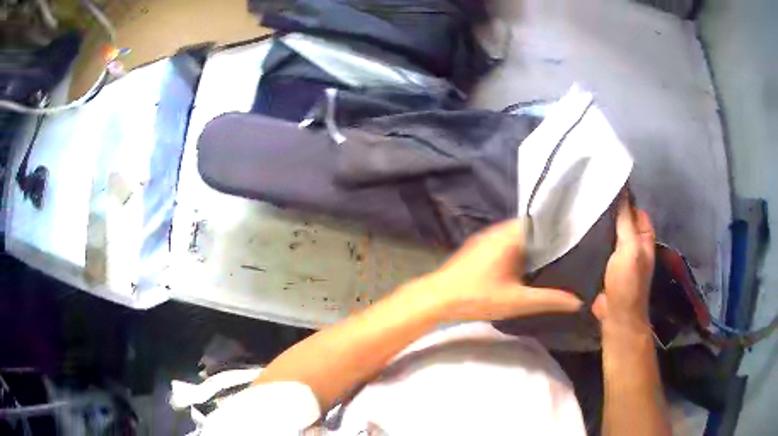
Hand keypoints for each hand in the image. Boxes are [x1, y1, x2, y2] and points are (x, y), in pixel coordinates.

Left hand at [416, 219, 582, 321]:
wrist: (437, 298)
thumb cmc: (477, 297)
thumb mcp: (516, 301)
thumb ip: (549, 300)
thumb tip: (577, 301)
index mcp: (510, 235)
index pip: (542, 221)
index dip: (560, 228)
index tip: (576, 237)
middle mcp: (499, 230)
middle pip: (531, 228)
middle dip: (549, 238)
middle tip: (570, 250)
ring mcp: (487, 236)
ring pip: (518, 235)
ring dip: (533, 245)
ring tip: (555, 256)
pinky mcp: (479, 246)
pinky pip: (506, 241)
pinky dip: (519, 249)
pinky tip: (528, 264)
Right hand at [593, 193, 655, 332]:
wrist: (616, 315)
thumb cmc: (627, 281)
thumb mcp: (630, 247)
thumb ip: (625, 220)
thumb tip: (622, 190)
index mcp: (644, 236)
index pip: (635, 208)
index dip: (624, 197)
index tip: (604, 184)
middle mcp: (634, 244)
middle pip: (622, 220)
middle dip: (608, 211)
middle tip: (587, 197)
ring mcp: (619, 257)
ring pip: (609, 234)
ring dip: (598, 226)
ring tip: (579, 211)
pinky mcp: (605, 267)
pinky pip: (599, 249)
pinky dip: (591, 242)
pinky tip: (577, 235)